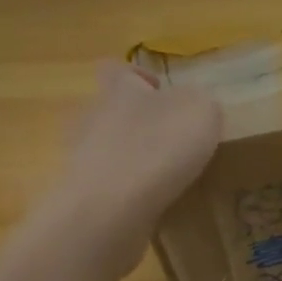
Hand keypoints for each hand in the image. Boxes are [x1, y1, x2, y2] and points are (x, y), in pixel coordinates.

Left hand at [49, 64, 220, 268]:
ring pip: (108, 149)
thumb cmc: (158, 147)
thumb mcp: (201, 111)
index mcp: (119, 90)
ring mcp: (80, 159)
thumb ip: (200, 103)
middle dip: (139, 121)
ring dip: (133, 158)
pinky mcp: (81, 197)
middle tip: (174, 138)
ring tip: (168, 175)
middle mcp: (92, 118)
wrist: (110, 211)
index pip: (116, 69)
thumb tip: (193, 106)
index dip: (138, 75)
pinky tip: (154, 204)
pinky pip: (108, 186)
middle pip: (111, 109)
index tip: (161, 90)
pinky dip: (128, 192)